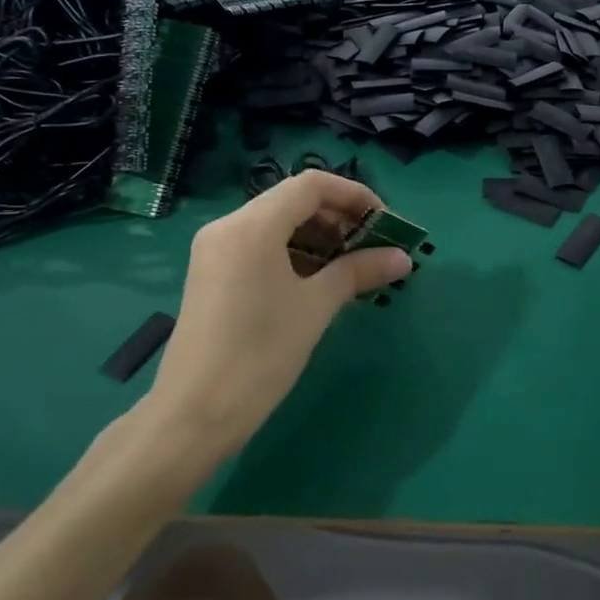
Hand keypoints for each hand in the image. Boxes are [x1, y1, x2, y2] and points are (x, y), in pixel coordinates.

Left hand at [143, 170, 410, 461]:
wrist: (195, 414)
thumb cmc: (261, 355)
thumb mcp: (316, 307)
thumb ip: (359, 271)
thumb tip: (403, 257)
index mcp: (251, 226)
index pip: (311, 185)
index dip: (354, 196)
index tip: (385, 223)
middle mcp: (228, 226)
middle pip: (293, 201)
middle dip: (339, 218)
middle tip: (374, 247)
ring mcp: (216, 250)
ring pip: (277, 224)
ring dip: (319, 237)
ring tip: (352, 267)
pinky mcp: (212, 273)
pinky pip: (260, 246)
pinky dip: (294, 253)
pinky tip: (319, 280)